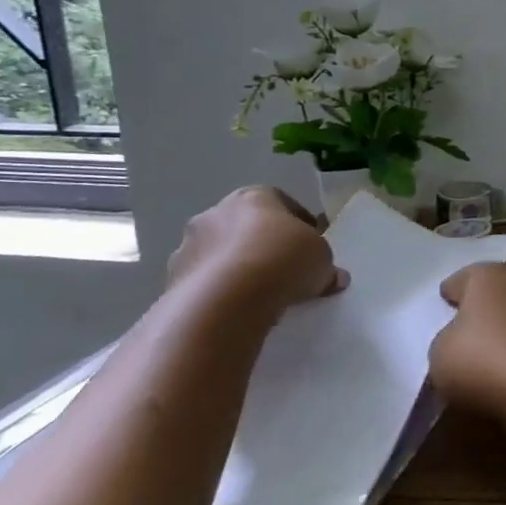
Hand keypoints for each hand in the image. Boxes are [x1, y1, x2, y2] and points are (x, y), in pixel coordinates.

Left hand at [167, 186, 347, 315]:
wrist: (228, 298)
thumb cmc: (284, 260)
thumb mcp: (322, 260)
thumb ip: (325, 265)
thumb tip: (333, 277)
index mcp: (255, 196)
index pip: (282, 203)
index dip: (300, 225)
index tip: (311, 247)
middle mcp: (216, 212)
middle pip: (246, 226)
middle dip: (264, 244)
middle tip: (284, 269)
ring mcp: (189, 244)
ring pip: (221, 252)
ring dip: (238, 267)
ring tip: (260, 294)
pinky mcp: (172, 277)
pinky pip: (204, 280)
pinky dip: (219, 290)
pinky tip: (237, 308)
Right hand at [430, 263, 505, 417]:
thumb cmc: (484, 359)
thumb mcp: (440, 353)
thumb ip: (448, 339)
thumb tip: (463, 340)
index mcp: (488, 276)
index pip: (464, 279)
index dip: (452, 292)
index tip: (445, 301)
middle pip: (498, 292)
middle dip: (485, 307)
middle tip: (468, 326)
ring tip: (494, 351)